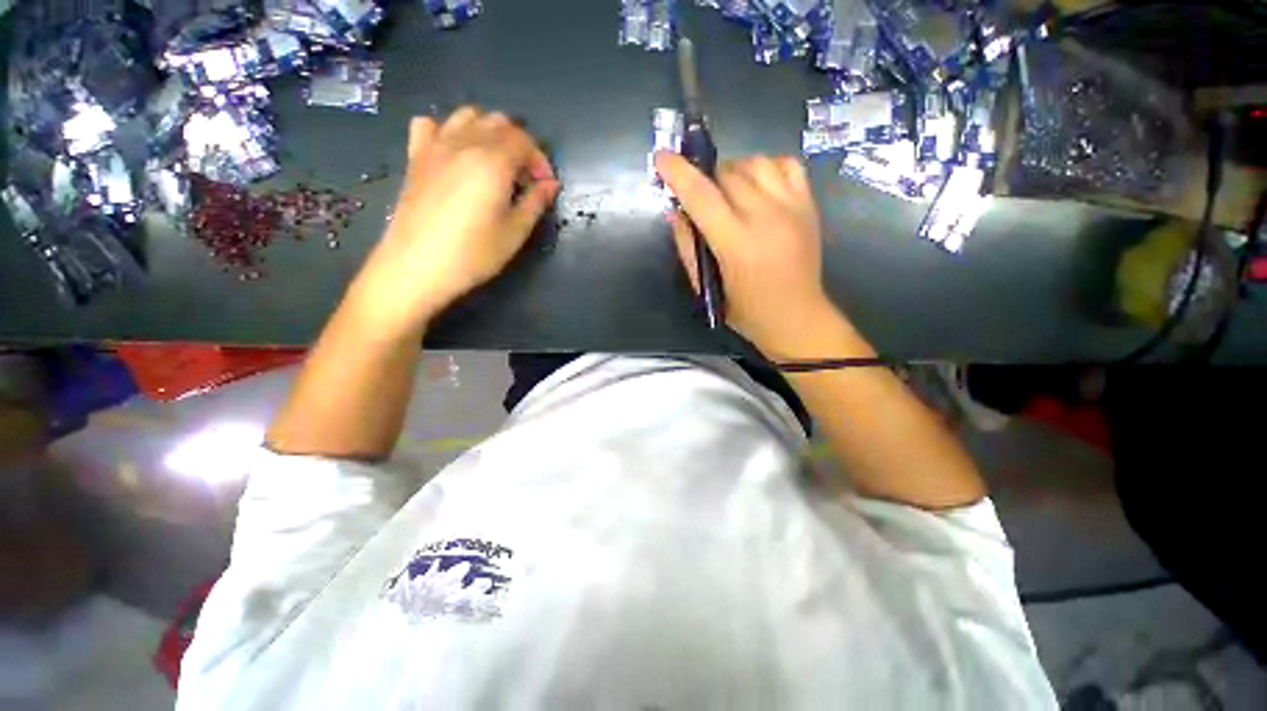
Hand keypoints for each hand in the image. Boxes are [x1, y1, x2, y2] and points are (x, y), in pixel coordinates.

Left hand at [353, 108, 558, 334]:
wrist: (417, 266)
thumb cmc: (473, 253)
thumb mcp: (515, 232)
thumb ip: (535, 203)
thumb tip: (551, 184)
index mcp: (493, 161)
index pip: (524, 141)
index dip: (540, 161)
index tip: (545, 186)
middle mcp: (465, 142)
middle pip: (499, 123)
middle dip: (520, 145)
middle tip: (525, 178)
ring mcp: (436, 146)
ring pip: (467, 116)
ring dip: (488, 132)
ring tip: (495, 163)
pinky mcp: (416, 157)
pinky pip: (431, 124)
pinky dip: (448, 131)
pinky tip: (455, 154)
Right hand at [655, 151, 849, 357]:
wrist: (797, 317)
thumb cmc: (746, 311)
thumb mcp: (707, 287)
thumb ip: (687, 248)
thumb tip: (675, 212)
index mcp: (736, 243)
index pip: (701, 195)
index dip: (678, 172)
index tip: (661, 158)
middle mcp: (765, 217)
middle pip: (727, 173)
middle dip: (705, 177)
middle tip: (700, 196)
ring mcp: (791, 206)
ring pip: (755, 162)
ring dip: (733, 170)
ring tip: (728, 191)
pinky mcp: (809, 204)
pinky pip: (786, 164)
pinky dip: (766, 167)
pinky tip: (758, 186)